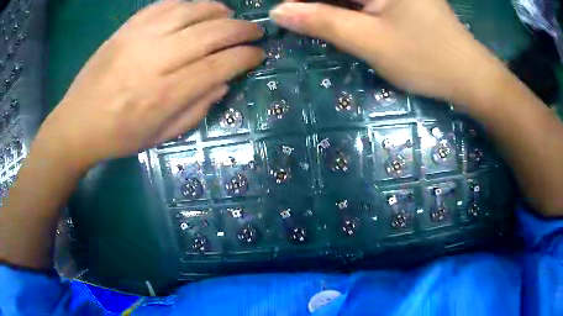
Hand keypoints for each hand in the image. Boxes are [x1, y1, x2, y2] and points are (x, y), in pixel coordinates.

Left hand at [40, 0, 263, 169]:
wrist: (77, 124)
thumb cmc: (119, 137)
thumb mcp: (161, 137)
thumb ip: (196, 109)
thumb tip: (224, 82)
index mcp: (165, 95)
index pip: (219, 65)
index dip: (246, 56)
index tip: (259, 54)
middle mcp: (155, 60)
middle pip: (211, 33)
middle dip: (242, 29)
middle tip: (255, 31)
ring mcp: (139, 38)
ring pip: (192, 11)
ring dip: (219, 11)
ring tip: (230, 16)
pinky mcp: (126, 28)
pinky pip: (165, 4)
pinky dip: (188, 3)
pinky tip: (197, 9)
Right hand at [270, 0, 500, 107]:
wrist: (469, 78)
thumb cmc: (426, 59)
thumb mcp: (370, 41)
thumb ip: (322, 21)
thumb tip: (279, 11)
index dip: (302, 1)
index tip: (286, 15)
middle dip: (319, 6)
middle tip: (302, 24)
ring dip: (333, 10)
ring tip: (323, 27)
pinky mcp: (402, 2)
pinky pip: (367, 3)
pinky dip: (351, 12)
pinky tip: (345, 25)